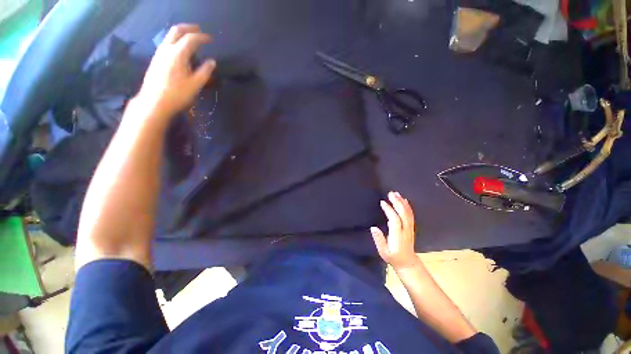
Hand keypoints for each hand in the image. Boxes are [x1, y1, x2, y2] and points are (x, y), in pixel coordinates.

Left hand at [136, 24, 215, 117]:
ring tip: (191, 39)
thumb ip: (205, 71)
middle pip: (177, 30)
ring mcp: (159, 53)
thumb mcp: (195, 84)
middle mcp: (167, 49)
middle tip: (199, 30)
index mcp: (178, 53)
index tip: (211, 39)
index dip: (202, 37)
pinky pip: (167, 43)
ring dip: (181, 34)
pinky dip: (176, 41)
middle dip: (189, 28)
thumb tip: (212, 61)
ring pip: (170, 36)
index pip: (191, 39)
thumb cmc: (178, 94)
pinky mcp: (156, 59)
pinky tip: (181, 50)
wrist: (154, 102)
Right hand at [371, 191, 419, 270]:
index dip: (389, 210)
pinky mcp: (411, 227)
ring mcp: (410, 228)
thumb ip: (379, 240)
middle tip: (391, 193)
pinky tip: (404, 200)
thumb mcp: (383, 252)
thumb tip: (373, 227)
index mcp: (397, 235)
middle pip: (403, 213)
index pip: (394, 219)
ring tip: (396, 194)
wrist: (407, 263)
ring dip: (402, 202)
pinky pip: (410, 215)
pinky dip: (407, 206)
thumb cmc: (393, 257)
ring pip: (407, 213)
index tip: (382, 202)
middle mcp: (405, 230)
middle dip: (397, 202)